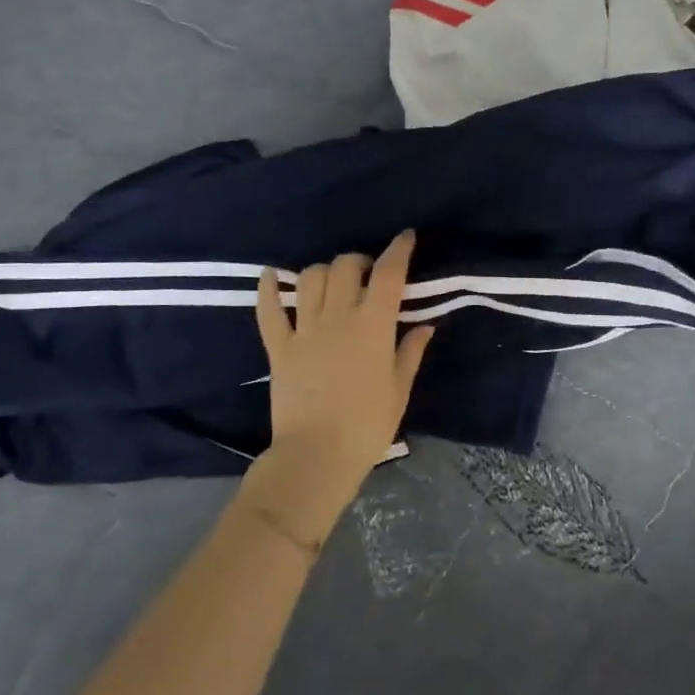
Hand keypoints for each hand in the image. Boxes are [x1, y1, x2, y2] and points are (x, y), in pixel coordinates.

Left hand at [242, 232, 434, 545]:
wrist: (316, 457)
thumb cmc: (367, 426)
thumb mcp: (400, 389)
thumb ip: (411, 351)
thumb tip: (426, 325)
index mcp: (373, 326)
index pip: (388, 274)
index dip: (399, 250)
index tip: (406, 237)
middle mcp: (337, 318)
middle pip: (346, 267)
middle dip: (360, 261)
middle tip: (368, 274)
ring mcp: (304, 330)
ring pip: (310, 279)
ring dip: (324, 271)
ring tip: (333, 281)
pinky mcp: (278, 347)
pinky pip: (268, 310)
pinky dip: (269, 288)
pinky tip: (273, 275)